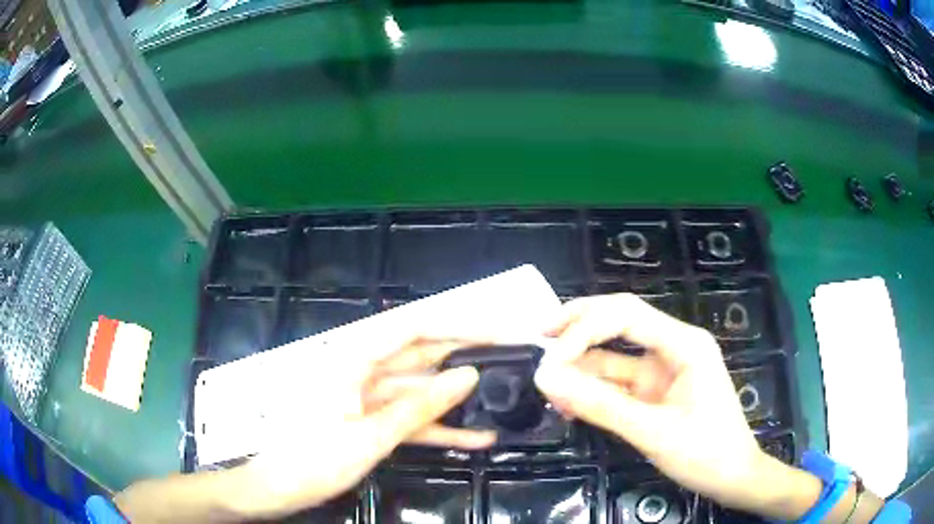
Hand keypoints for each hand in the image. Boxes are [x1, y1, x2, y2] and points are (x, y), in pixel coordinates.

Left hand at [234, 333, 495, 518]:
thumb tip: (467, 376)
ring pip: (420, 390)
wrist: (278, 488)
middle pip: (420, 355)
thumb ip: (419, 407)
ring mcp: (368, 397)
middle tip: (508, 357)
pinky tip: (474, 437)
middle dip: (464, 356)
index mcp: (354, 360)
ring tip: (501, 396)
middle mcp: (363, 370)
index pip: (413, 328)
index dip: (456, 324)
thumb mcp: (371, 436)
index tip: (494, 330)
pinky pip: (410, 418)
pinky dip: (438, 427)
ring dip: (457, 399)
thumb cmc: (313, 460)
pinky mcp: (371, 420)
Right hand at [533, 293, 778, 510]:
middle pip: (619, 321)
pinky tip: (569, 402)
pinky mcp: (655, 391)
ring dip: (581, 366)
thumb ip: (599, 405)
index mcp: (684, 343)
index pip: (626, 315)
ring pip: (614, 354)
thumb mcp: (652, 431)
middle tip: (538, 336)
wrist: (732, 478)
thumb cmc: (705, 452)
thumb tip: (547, 380)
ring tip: (546, 381)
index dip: (583, 328)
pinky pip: (617, 382)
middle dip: (579, 327)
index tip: (550, 358)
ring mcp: (663, 370)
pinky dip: (593, 390)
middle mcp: (673, 347)